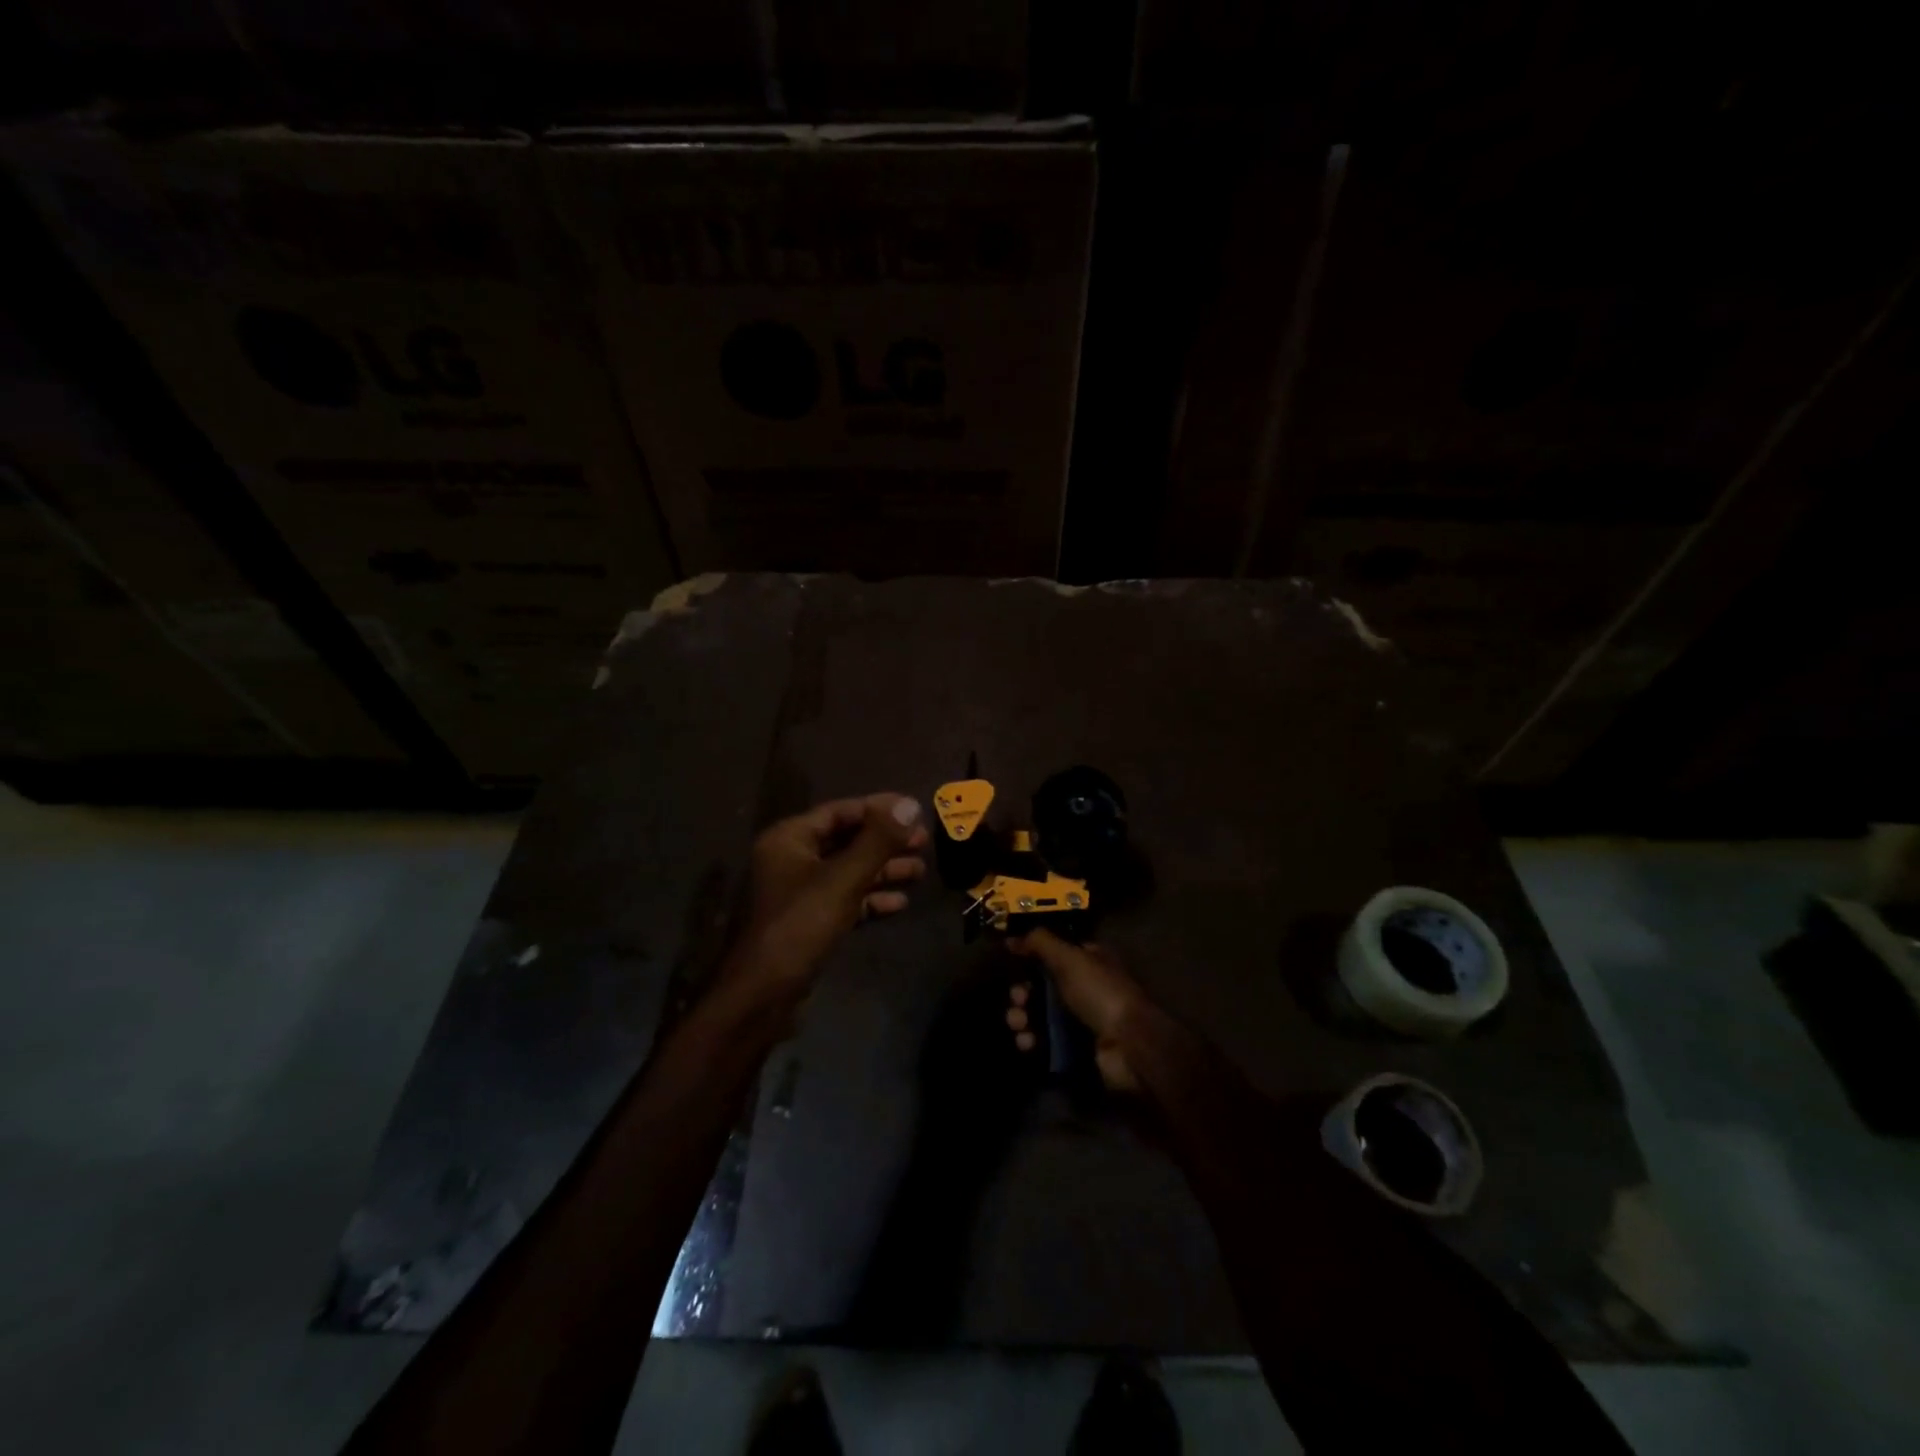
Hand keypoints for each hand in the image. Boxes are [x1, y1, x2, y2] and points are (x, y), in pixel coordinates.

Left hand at [733, 793, 928, 986]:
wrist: (765, 994)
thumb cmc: (801, 925)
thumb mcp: (843, 879)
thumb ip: (877, 841)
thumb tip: (909, 804)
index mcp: (790, 839)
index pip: (840, 811)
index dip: (879, 808)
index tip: (914, 810)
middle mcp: (793, 859)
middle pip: (847, 840)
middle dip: (886, 842)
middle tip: (924, 842)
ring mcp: (801, 891)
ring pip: (850, 871)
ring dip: (884, 870)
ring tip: (921, 871)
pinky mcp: (811, 920)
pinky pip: (846, 898)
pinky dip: (871, 898)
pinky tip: (900, 903)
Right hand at [1006, 930, 1153, 1092]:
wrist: (1129, 1045)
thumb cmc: (1100, 993)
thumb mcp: (1070, 958)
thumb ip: (1041, 943)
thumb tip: (1013, 937)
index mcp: (1087, 961)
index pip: (1052, 953)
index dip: (1030, 955)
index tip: (1010, 959)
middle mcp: (1083, 988)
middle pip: (1041, 986)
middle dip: (1022, 992)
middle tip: (1017, 999)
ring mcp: (1079, 1020)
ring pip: (1038, 1015)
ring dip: (1021, 1017)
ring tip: (1018, 1024)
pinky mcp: (1074, 1048)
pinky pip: (1044, 1041)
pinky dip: (1031, 1041)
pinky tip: (1027, 1042)